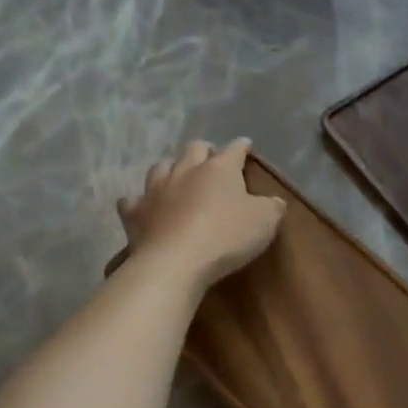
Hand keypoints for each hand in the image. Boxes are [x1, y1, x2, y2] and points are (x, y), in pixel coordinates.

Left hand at [117, 138, 284, 293]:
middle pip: (194, 149)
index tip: (246, 146)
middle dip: (205, 151)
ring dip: (172, 169)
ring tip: (178, 179)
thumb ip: (272, 207)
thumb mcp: (265, 222)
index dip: (242, 146)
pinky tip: (145, 207)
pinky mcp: (135, 213)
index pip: (234, 149)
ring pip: (162, 167)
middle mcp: (186, 170)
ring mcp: (156, 189)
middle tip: (212, 161)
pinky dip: (140, 201)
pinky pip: (133, 200)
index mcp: (219, 168)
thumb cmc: (226, 236)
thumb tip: (273, 201)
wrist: (176, 262)